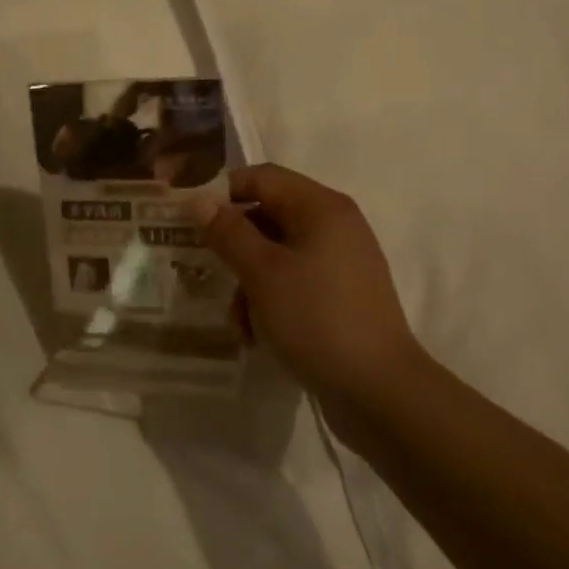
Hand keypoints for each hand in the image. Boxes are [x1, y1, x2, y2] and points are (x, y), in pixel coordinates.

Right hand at [195, 164, 425, 430]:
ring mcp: (341, 262)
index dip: (223, 191)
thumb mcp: (263, 273)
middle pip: (268, 216)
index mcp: (321, 207)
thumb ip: (228, 232)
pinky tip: (257, 335)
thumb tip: (199, 200)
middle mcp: (335, 225)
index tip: (189, 218)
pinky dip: (271, 301)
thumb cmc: (317, 318)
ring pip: (277, 254)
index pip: (262, 177)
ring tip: (239, 323)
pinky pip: (295, 282)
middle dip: (235, 247)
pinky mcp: (341, 295)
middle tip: (206, 271)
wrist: (379, 391)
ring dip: (249, 283)